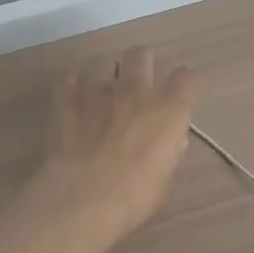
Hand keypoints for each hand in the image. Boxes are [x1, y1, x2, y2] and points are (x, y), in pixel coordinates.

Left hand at [34, 47, 198, 248]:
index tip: (179, 95)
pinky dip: (74, 85)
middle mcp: (136, 90)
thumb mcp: (164, 179)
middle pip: (141, 54)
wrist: (83, 197)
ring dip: (105, 73)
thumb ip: (170, 152)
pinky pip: (70, 78)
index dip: (184, 84)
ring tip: (102, 93)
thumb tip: (173, 140)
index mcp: (168, 110)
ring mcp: (99, 90)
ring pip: (103, 61)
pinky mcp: (67, 99)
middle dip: (141, 64)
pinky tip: (74, 99)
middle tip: (137, 84)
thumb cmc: (134, 195)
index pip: (187, 78)